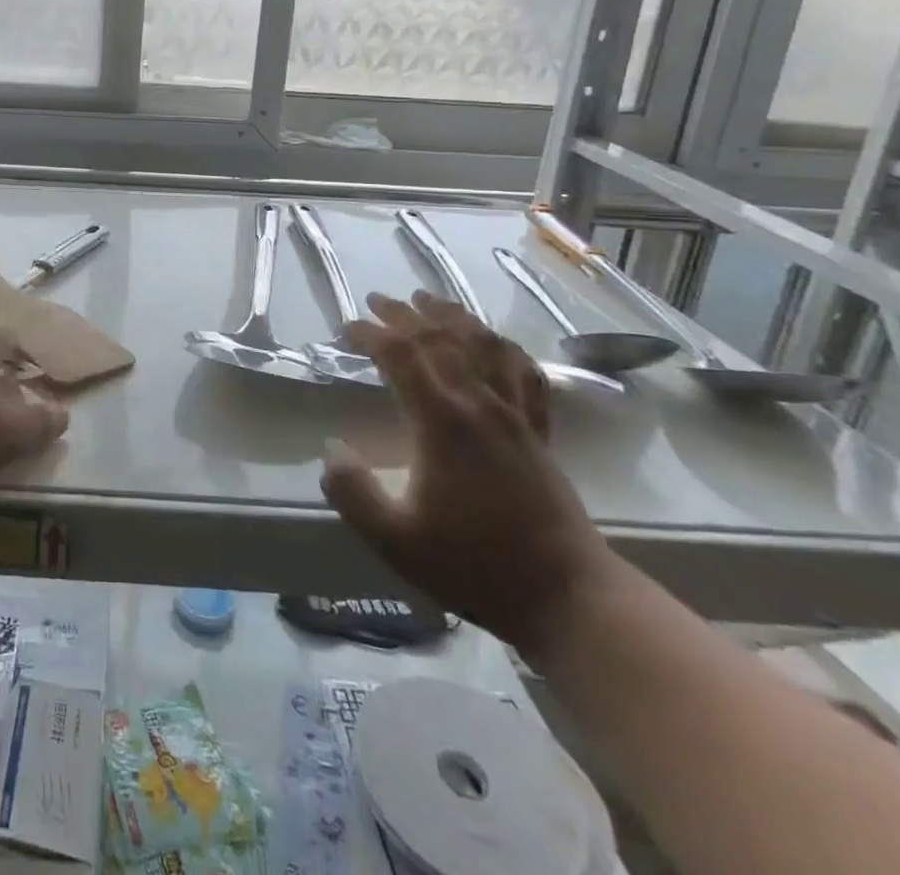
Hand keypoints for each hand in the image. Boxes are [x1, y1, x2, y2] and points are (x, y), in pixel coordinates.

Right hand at [320, 290, 617, 652]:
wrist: (567, 598)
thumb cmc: (474, 565)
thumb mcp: (394, 540)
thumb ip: (352, 492)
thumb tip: (332, 449)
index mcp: (443, 423)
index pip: (402, 356)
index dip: (371, 335)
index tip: (346, 330)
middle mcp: (481, 406)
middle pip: (442, 340)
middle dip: (405, 314)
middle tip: (377, 300)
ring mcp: (516, 416)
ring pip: (486, 346)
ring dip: (454, 317)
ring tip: (430, 300)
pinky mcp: (540, 432)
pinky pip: (525, 374)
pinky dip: (504, 347)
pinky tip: (494, 341)